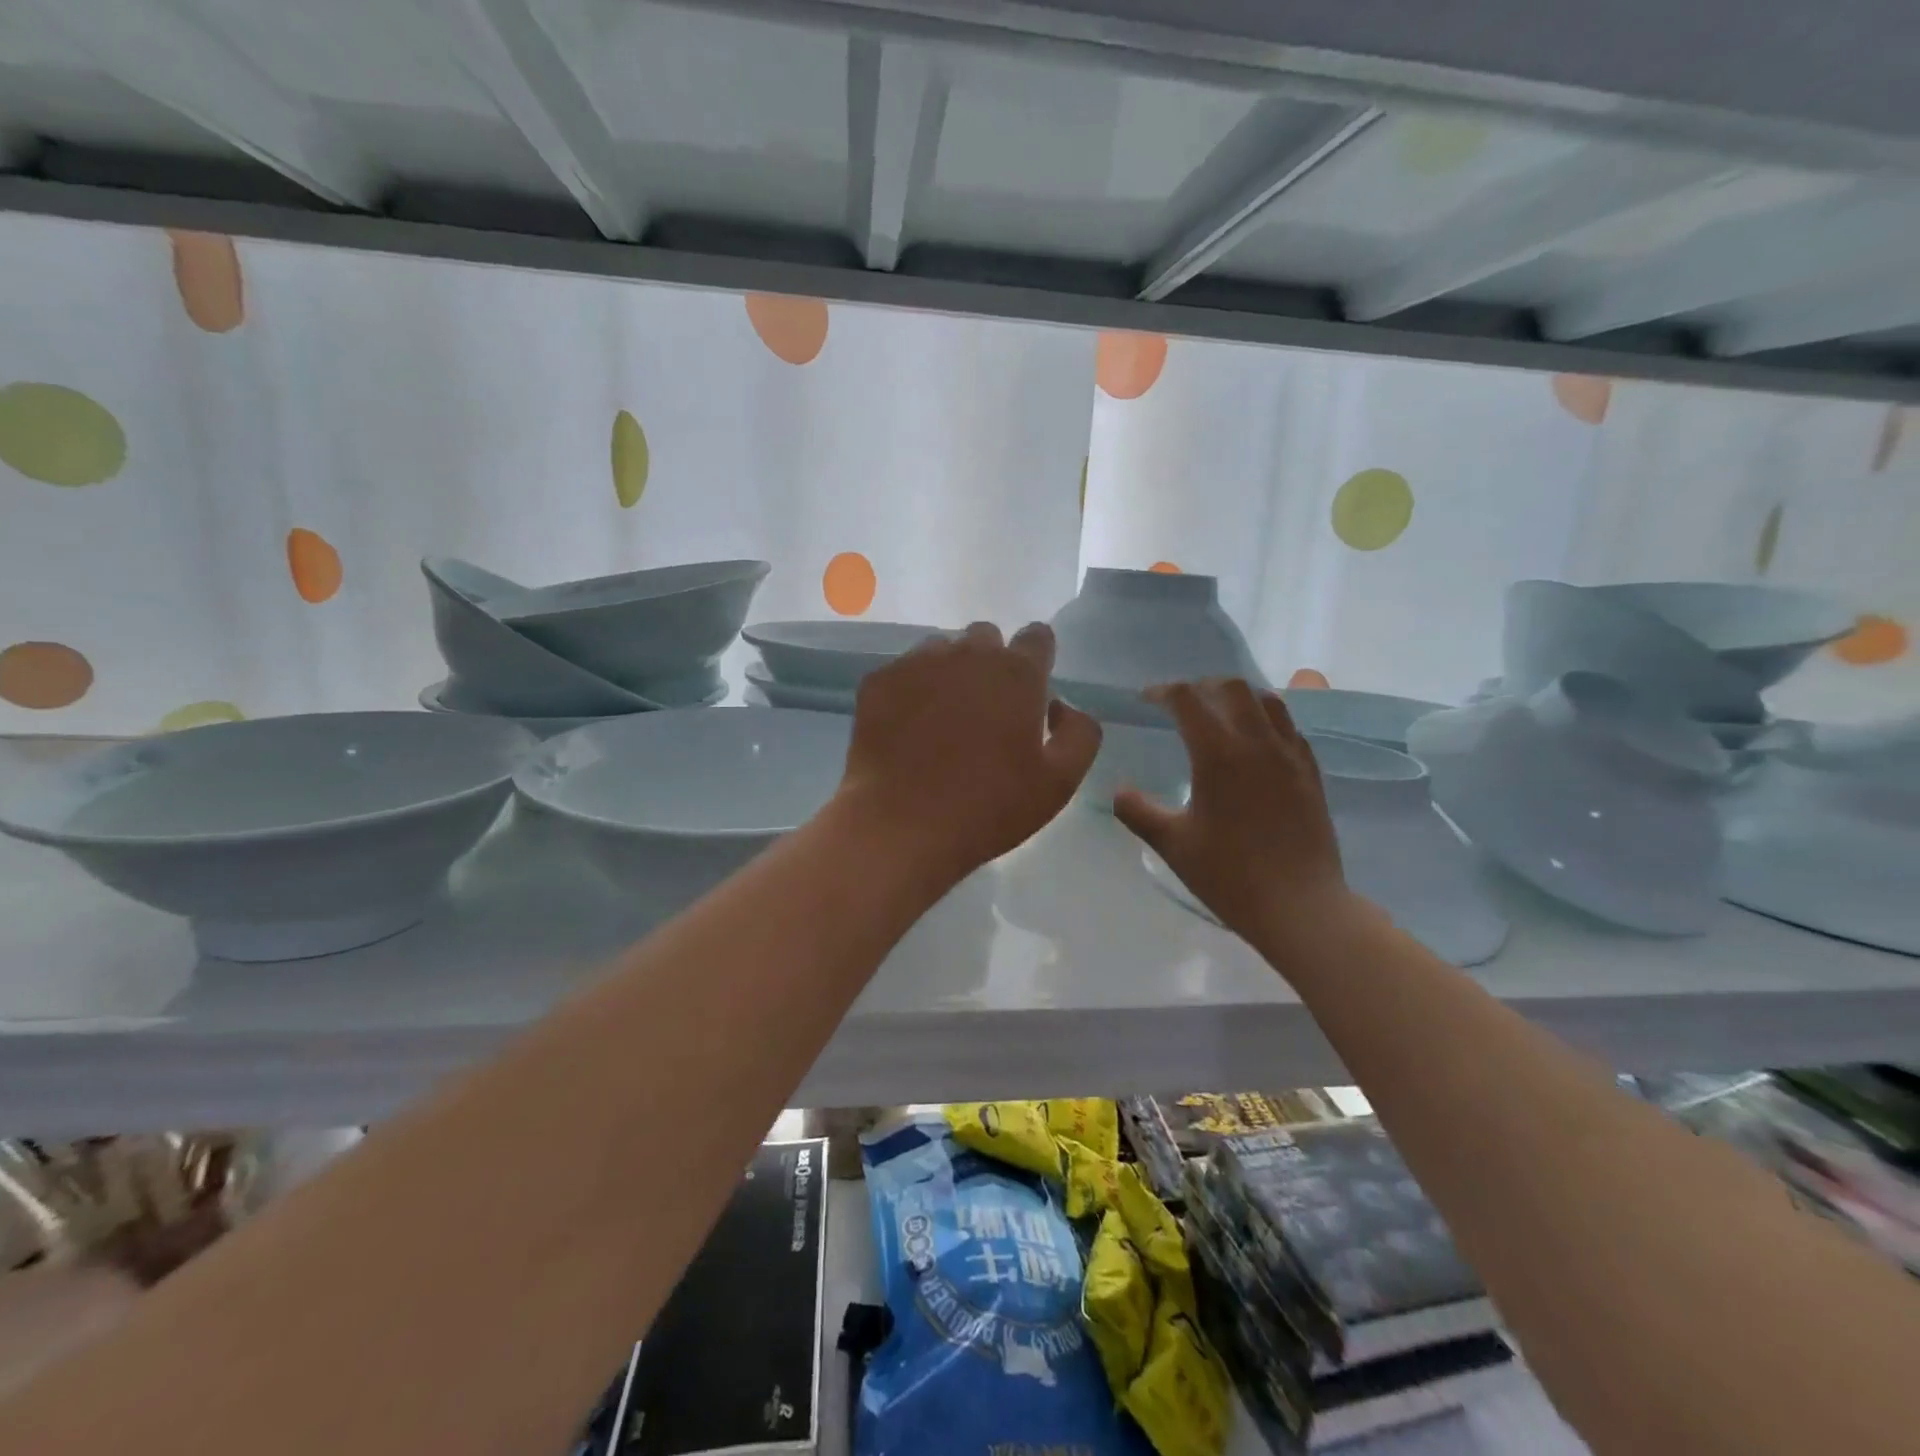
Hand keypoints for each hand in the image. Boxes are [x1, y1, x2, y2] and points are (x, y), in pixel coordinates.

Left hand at [837, 622, 1101, 883]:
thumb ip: (1079, 732)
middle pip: (986, 638)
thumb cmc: (989, 808)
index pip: (1037, 636)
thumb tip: (1060, 706)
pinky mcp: (879, 681)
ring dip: (950, 673)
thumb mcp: (1060, 782)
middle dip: (991, 664)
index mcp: (1017, 673)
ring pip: (942, 650)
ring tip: (942, 720)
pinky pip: (903, 671)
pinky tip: (907, 729)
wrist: (901, 826)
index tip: (1030, 691)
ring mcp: (917, 663)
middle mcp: (968, 654)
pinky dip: (911, 690)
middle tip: (986, 712)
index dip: (1037, 659)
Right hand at [1113, 680, 1355, 947]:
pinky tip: (1254, 744)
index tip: (1146, 700)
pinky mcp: (1311, 773)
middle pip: (1232, 687)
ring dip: (1238, 697)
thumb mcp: (1172, 844)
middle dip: (1201, 687)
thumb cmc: (1229, 875)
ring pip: (1267, 701)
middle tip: (1181, 705)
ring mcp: (1290, 756)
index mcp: (1219, 754)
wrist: (1300, 906)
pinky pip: (1289, 727)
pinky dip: (1266, 720)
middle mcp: (1257, 743)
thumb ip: (1137, 811)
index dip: (1163, 692)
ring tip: (1218, 716)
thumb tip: (1118, 790)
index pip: (1188, 700)